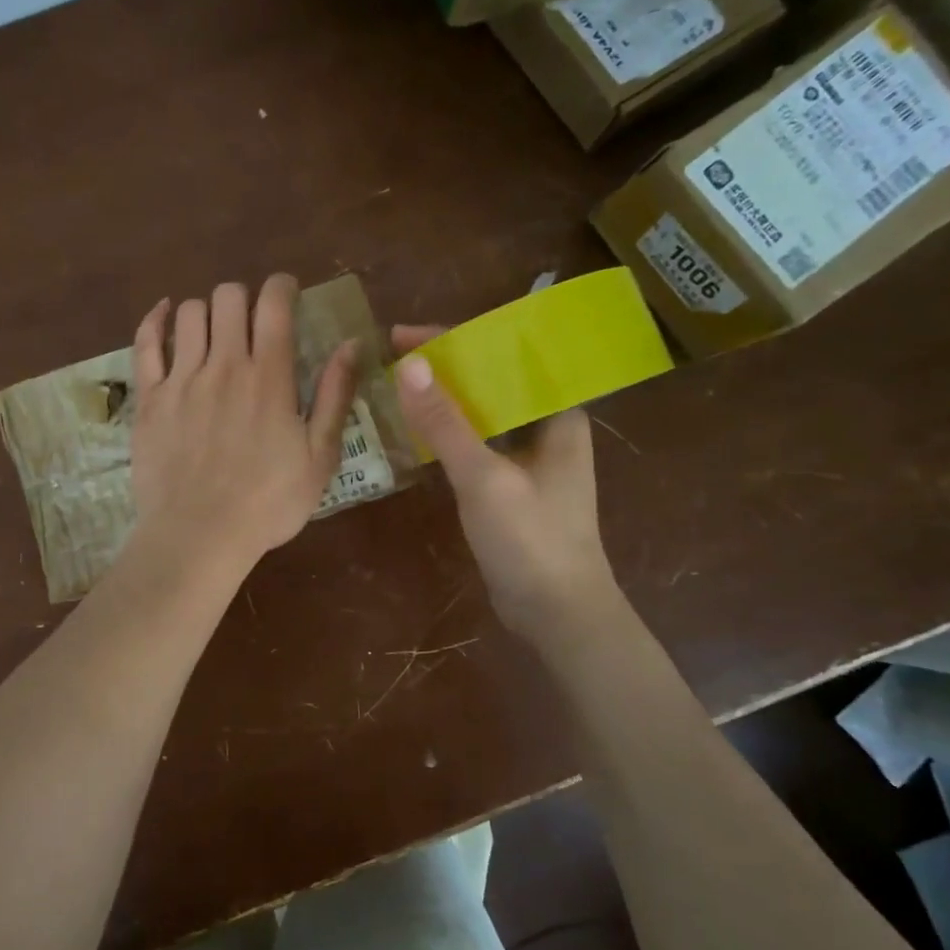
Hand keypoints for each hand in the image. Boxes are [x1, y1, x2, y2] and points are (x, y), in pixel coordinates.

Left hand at [129, 275, 356, 572]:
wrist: (199, 536)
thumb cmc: (268, 503)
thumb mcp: (320, 457)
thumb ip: (336, 396)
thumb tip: (352, 344)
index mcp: (270, 376)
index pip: (274, 303)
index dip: (282, 286)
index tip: (287, 294)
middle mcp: (224, 365)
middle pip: (229, 296)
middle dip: (244, 298)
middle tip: (251, 322)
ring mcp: (181, 379)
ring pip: (190, 313)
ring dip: (207, 312)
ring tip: (214, 333)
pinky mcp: (149, 398)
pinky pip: (145, 342)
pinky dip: (155, 320)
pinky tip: (165, 314)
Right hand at [392, 324, 614, 642]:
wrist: (558, 614)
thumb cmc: (531, 541)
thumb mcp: (484, 478)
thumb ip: (446, 422)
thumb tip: (408, 364)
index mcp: (556, 412)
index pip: (504, 355)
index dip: (452, 338)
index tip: (401, 335)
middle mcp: (546, 425)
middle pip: (491, 378)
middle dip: (443, 364)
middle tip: (391, 357)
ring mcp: (530, 456)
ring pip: (481, 410)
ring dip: (443, 396)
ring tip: (396, 384)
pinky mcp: (512, 482)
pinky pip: (476, 440)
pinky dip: (447, 430)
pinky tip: (416, 428)